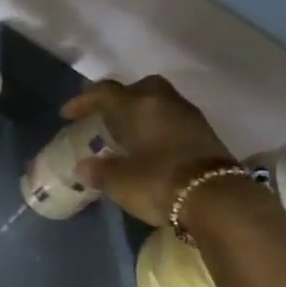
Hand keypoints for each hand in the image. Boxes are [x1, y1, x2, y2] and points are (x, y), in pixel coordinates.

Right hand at [60, 75, 233, 226]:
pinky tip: (150, 148)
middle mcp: (164, 103)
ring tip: (127, 134)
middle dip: (121, 98)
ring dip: (141, 113)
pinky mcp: (205, 134)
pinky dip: (158, 127)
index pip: (106, 92)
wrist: (217, 199)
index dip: (84, 100)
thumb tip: (84, 166)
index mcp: (138, 106)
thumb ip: (99, 170)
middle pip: (140, 87)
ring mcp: (189, 117)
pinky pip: (173, 120)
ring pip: (160, 103)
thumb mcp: (119, 181)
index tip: (68, 114)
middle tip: (106, 116)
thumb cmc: (159, 182)